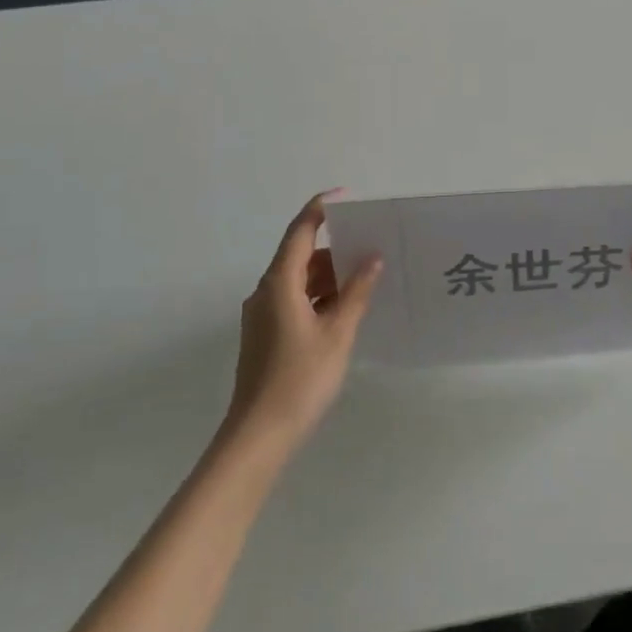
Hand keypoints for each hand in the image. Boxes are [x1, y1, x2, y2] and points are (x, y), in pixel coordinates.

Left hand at [226, 191, 381, 446]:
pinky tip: (346, 308)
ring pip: (298, 280)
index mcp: (279, 284)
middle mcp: (265, 292)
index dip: (320, 209)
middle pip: (299, 255)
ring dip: (328, 276)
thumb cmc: (301, 378)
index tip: (346, 197)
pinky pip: (294, 300)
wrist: (259, 434)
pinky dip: (319, 296)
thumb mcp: (338, 333)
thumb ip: (356, 293)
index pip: (300, 232)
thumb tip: (372, 259)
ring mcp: (262, 314)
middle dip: (334, 248)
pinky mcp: (265, 334)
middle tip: (371, 244)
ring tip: (366, 277)